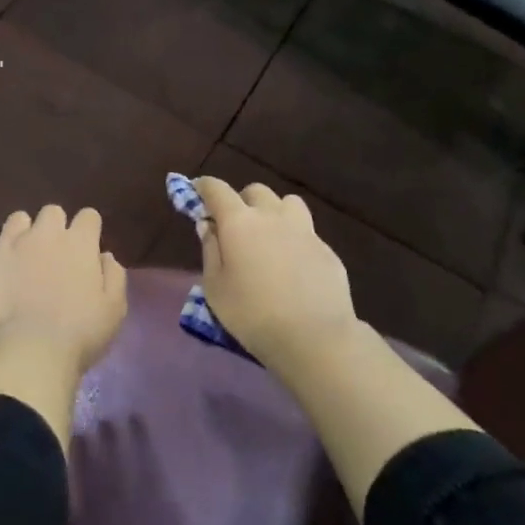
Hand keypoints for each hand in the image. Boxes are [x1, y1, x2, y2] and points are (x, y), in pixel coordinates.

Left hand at [0, 204, 128, 375]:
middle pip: (52, 212)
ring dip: (20, 234)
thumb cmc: (79, 336)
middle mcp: (44, 233)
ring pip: (16, 220)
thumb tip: (104, 255)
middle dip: (54, 228)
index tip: (86, 250)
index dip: (88, 231)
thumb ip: (114, 276)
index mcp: (79, 243)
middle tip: (53, 257)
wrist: (28, 355)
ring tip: (18, 259)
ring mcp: (7, 244)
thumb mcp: (114, 310)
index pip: (88, 216)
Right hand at [193, 177, 357, 368]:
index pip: (217, 189)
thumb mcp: (215, 288)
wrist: (314, 337)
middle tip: (236, 225)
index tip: (197, 190)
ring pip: (287, 203)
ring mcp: (304, 230)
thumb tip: (208, 225)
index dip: (204, 186)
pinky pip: (307, 232)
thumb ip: (210, 250)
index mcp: (239, 222)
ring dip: (274, 211)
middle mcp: (272, 216)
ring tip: (270, 236)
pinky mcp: (327, 249)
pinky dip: (295, 239)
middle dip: (242, 200)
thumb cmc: (253, 315)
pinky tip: (294, 266)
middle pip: (255, 191)